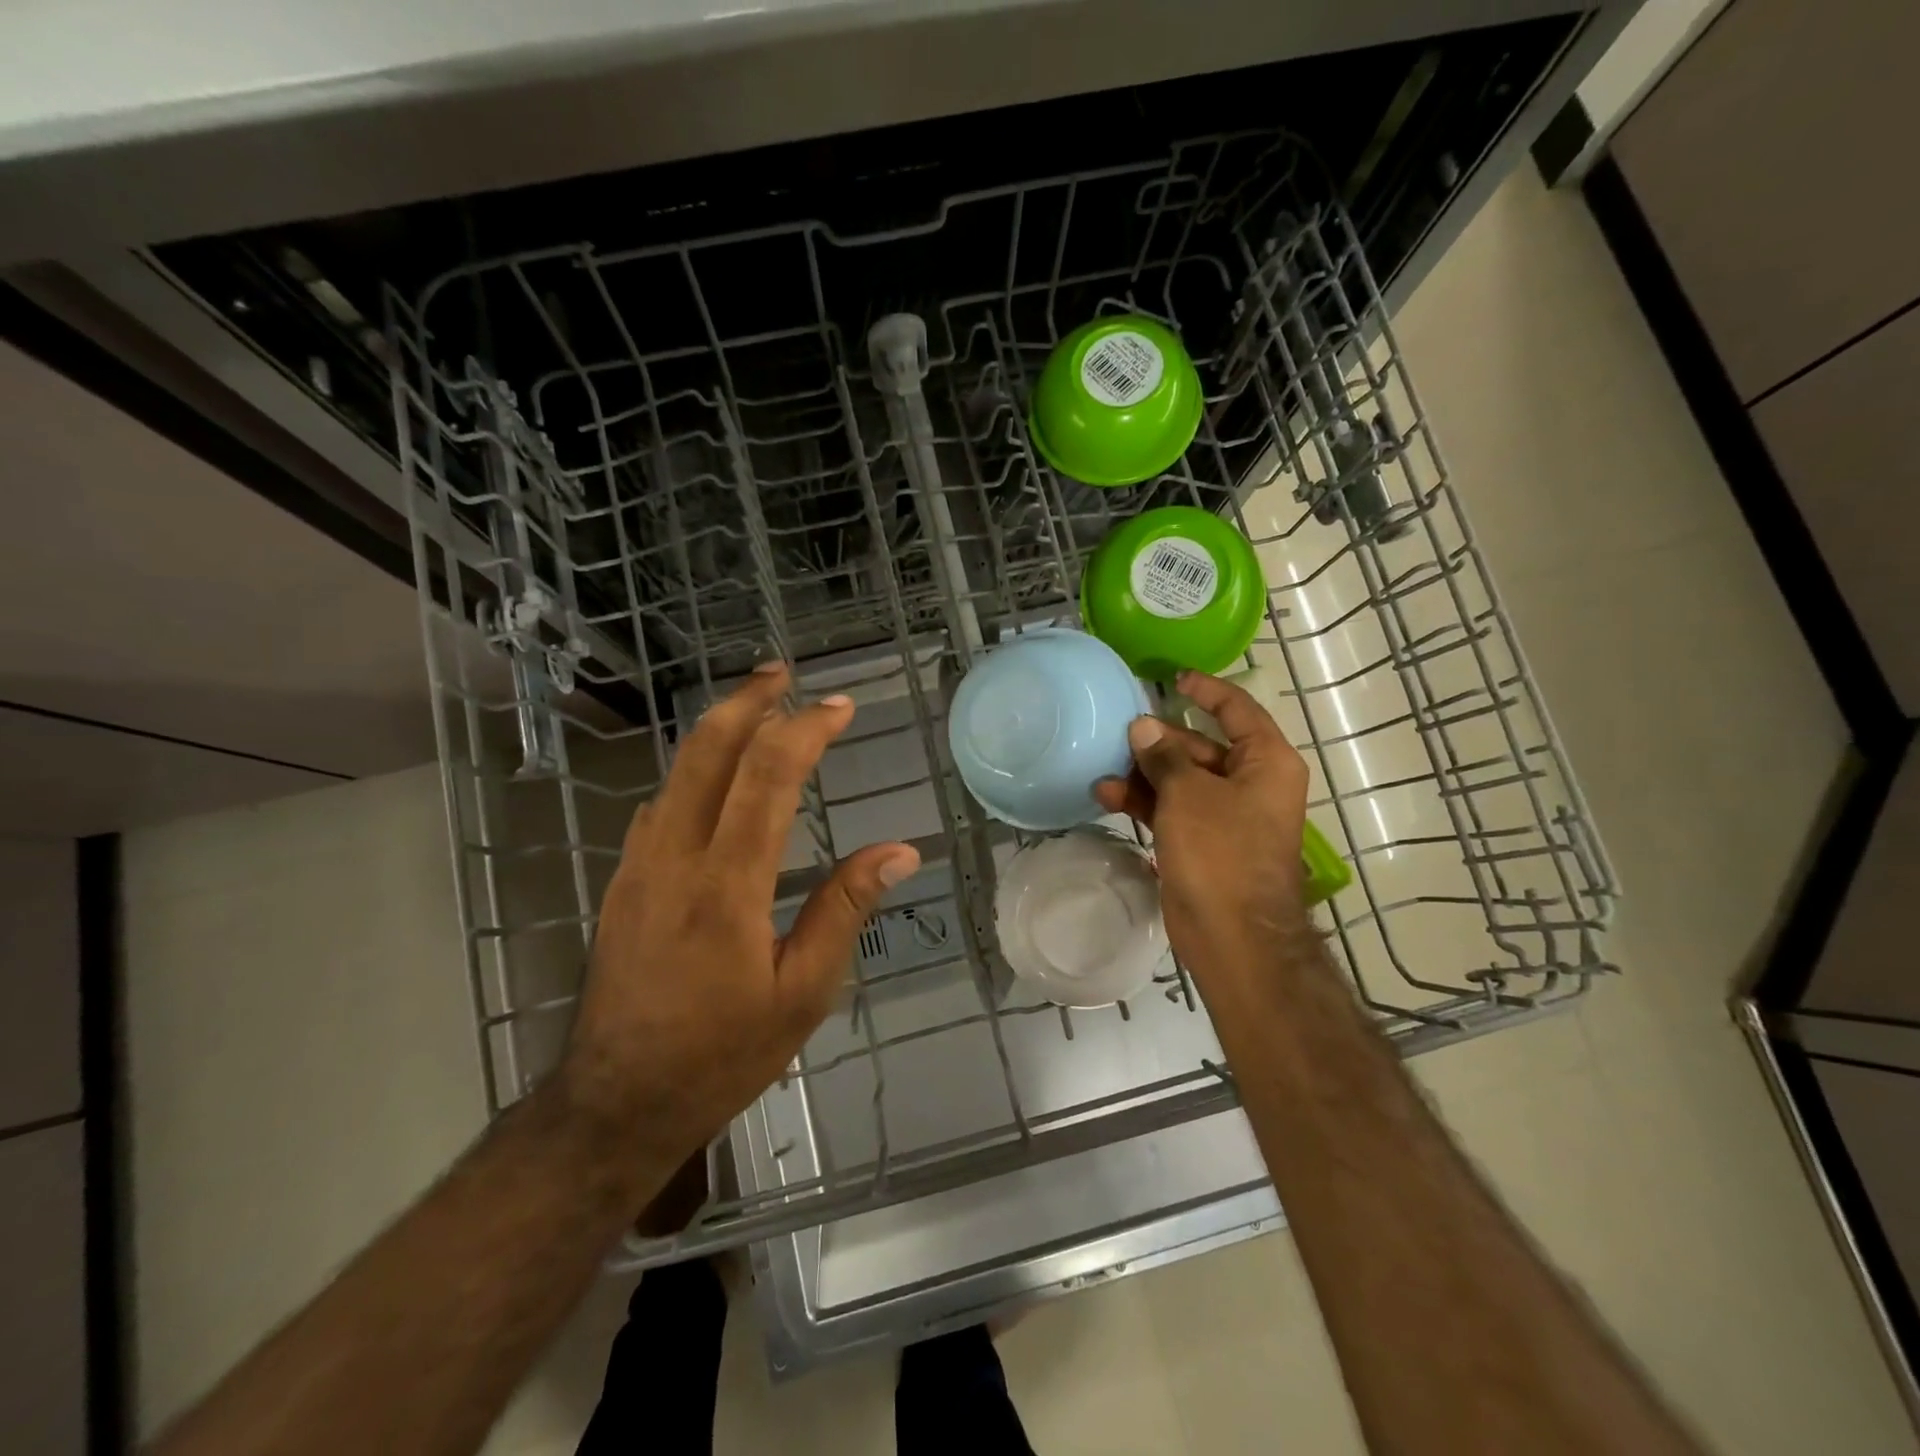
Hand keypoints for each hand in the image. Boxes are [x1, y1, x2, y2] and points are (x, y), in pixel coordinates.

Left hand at [559, 664, 919, 1168]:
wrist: (615, 1101)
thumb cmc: (722, 1052)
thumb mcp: (803, 992)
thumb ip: (845, 909)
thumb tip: (899, 851)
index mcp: (727, 883)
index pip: (769, 776)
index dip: (807, 730)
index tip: (842, 707)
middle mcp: (675, 856)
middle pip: (707, 750)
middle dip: (748, 701)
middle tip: (783, 671)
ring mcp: (639, 865)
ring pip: (678, 770)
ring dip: (720, 728)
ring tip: (759, 706)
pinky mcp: (623, 880)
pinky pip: (662, 802)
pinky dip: (695, 769)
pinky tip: (718, 776)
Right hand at [1094, 671, 1313, 993]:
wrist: (1232, 934)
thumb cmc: (1220, 851)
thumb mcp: (1189, 794)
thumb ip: (1165, 755)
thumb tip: (1144, 727)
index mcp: (1266, 762)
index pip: (1237, 710)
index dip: (1206, 690)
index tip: (1172, 678)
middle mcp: (1251, 784)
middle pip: (1202, 746)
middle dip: (1161, 740)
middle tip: (1121, 732)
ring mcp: (1226, 816)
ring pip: (1182, 780)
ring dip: (1145, 773)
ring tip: (1105, 768)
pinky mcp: (1203, 843)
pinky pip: (1173, 809)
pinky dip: (1145, 801)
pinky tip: (1108, 795)